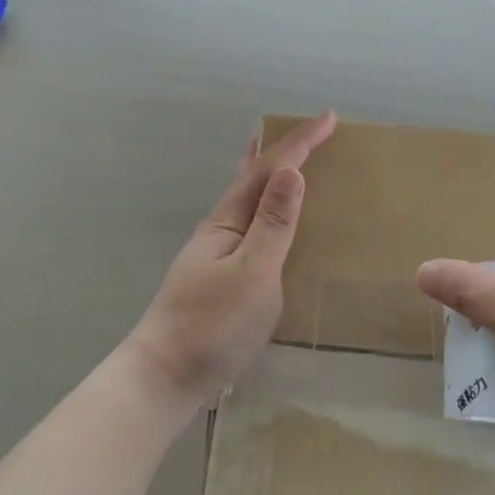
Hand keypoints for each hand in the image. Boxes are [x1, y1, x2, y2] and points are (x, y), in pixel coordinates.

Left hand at [126, 112, 336, 412]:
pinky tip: (267, 225)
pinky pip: (248, 227)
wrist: (165, 376)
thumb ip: (273, 224)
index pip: (268, 170)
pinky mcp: (218, 278)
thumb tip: (291, 171)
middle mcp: (219, 229)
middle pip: (250, 177)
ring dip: (269, 177)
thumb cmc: (212, 324)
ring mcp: (215, 254)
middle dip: (279, 151)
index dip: (299, 143)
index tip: (329, 117)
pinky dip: (264, 209)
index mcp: (228, 221)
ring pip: (247, 202)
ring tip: (284, 164)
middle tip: (303, 132)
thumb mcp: (252, 273)